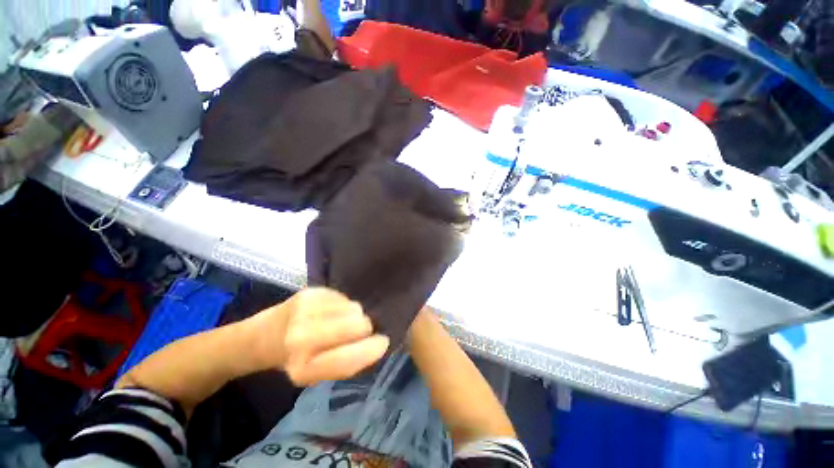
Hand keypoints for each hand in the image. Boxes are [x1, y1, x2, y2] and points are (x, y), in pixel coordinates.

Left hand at [252, 288, 389, 385]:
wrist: (263, 336)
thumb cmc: (295, 359)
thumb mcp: (318, 375)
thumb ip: (347, 362)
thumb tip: (379, 342)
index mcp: (303, 369)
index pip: (350, 359)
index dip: (372, 349)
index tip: (382, 342)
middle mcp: (301, 338)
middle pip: (358, 325)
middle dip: (364, 328)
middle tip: (357, 331)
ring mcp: (305, 310)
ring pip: (354, 308)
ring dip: (354, 315)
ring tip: (340, 320)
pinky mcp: (309, 292)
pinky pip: (344, 297)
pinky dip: (344, 305)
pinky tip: (331, 310)